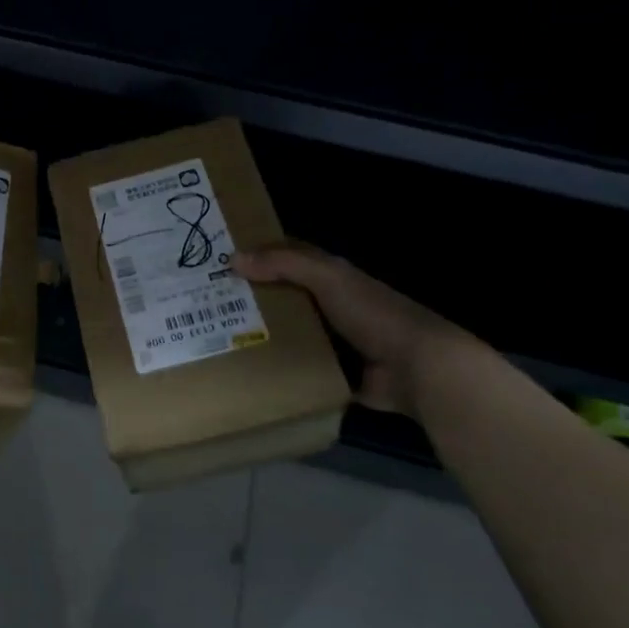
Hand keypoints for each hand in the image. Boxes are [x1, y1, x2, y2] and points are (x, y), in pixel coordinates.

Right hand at [233, 242, 480, 416]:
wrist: (417, 367)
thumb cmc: (371, 312)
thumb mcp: (326, 278)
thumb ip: (283, 264)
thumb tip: (233, 258)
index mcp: (333, 276)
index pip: (290, 257)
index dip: (260, 254)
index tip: (222, 259)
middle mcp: (333, 304)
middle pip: (286, 295)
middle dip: (254, 297)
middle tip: (211, 301)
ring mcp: (336, 340)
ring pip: (291, 331)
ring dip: (264, 334)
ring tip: (221, 337)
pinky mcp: (337, 373)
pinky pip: (302, 368)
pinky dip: (282, 369)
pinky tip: (250, 370)